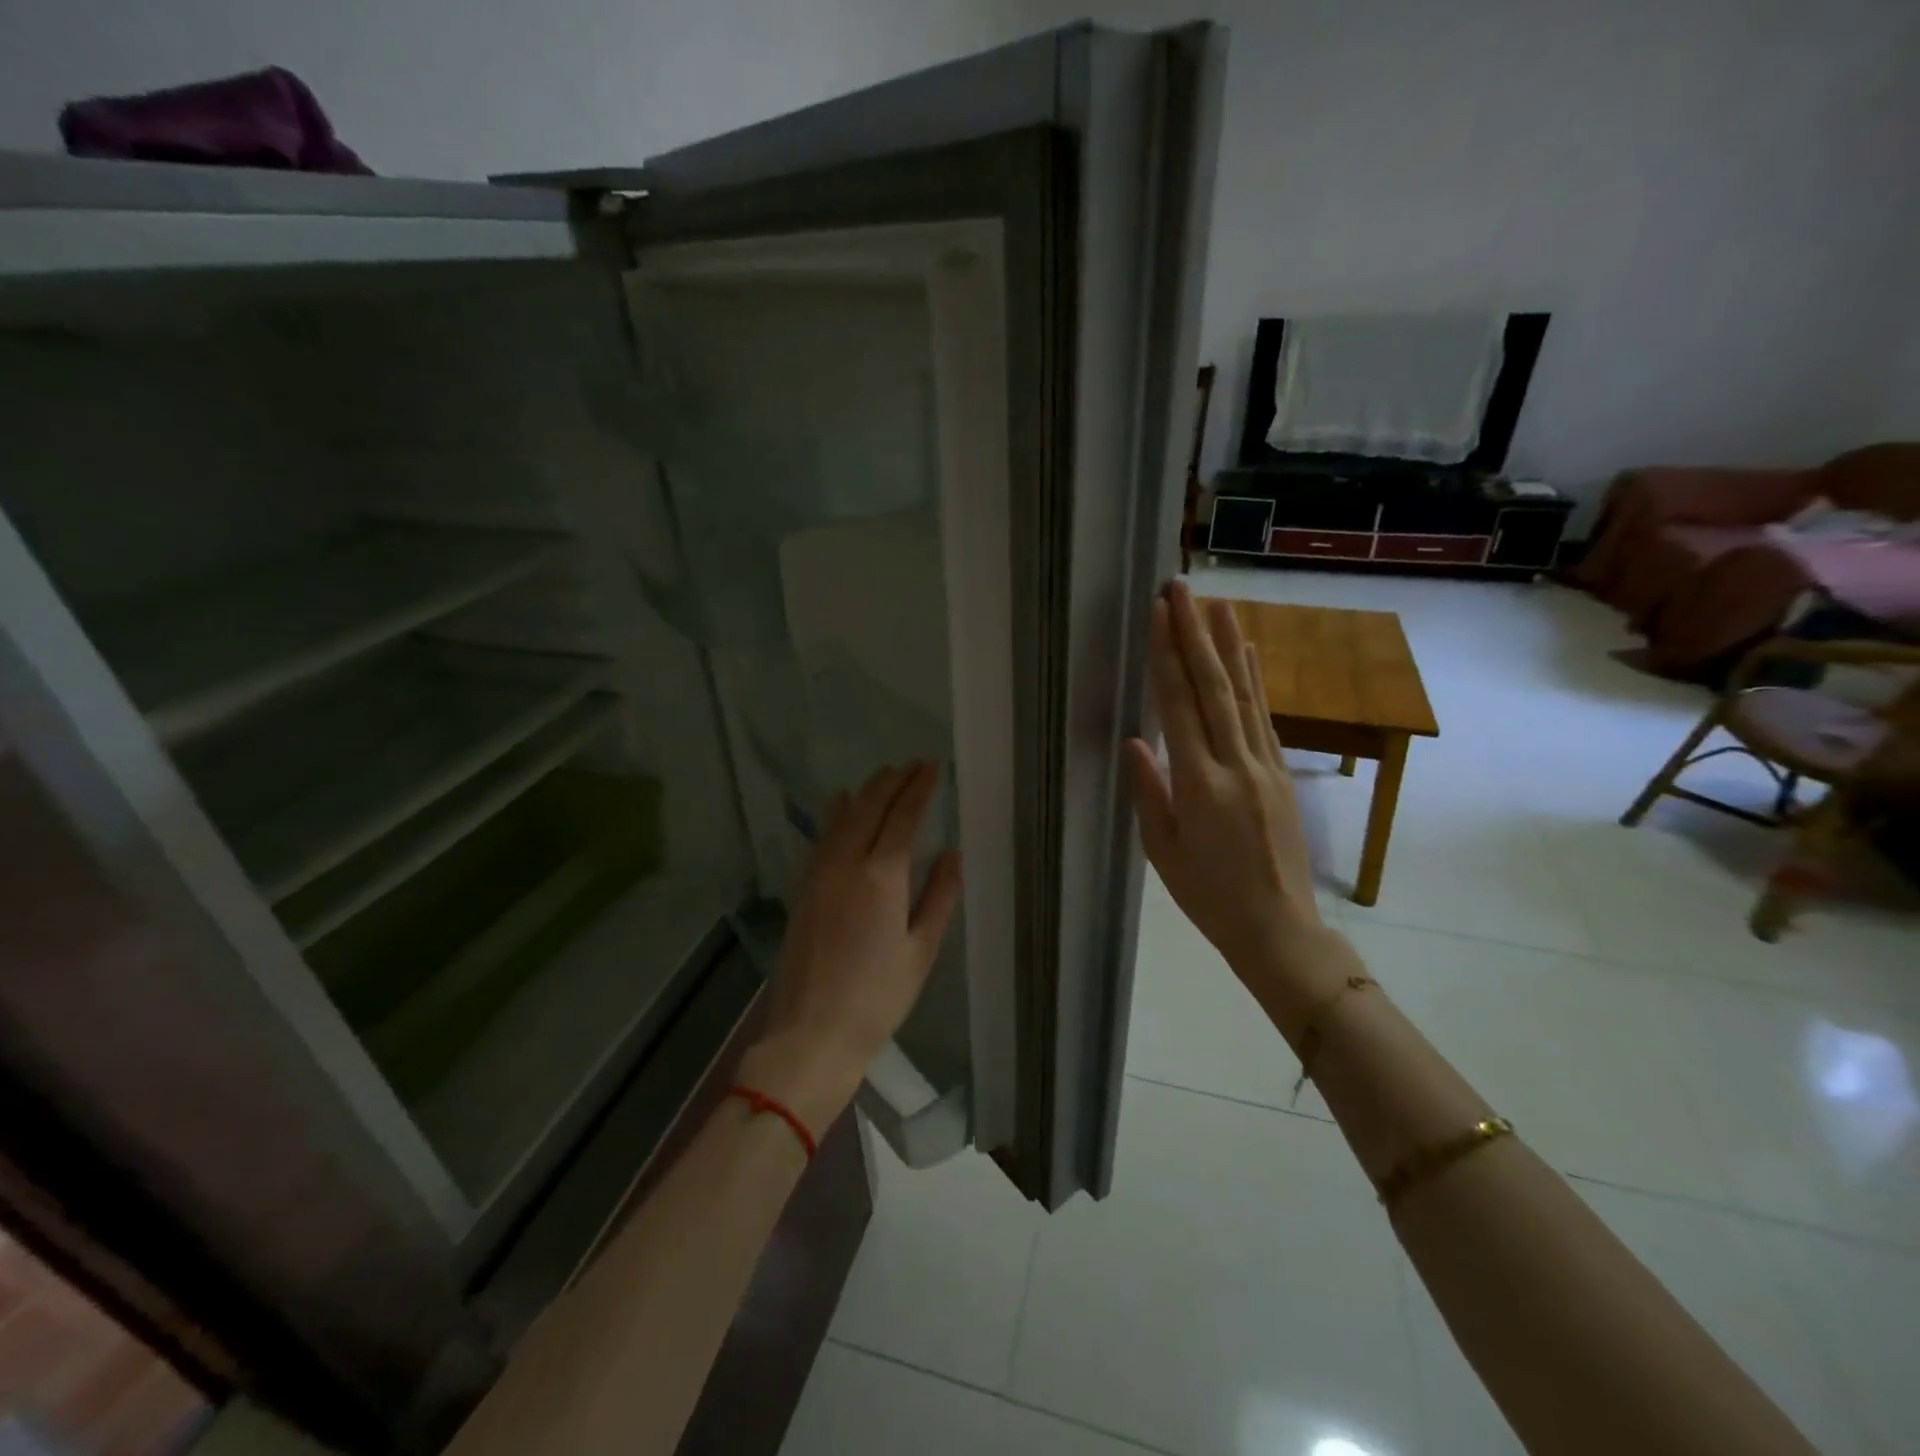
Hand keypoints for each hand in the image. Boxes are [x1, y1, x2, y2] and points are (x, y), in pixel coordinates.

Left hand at [741, 761, 963, 1133]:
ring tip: (882, 775)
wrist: (812, 1032)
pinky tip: (839, 805)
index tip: (932, 767)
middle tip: (912, 764)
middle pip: (870, 807)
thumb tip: (952, 853)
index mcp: (881, 876)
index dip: (919, 788)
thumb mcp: (921, 950)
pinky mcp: (803, 889)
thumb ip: (939, 896)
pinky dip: (835, 814)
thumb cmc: (878, 997)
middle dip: (892, 781)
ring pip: (842, 817)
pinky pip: (821, 838)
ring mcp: (818, 874)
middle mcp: (846, 864)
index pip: (903, 816)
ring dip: (865, 791)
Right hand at [1124, 582, 1339, 1011]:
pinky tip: (1250, 653)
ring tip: (1219, 604)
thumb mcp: (1163, 850)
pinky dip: (1256, 680)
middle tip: (1182, 589)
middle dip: (1195, 634)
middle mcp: (1236, 763)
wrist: (1278, 927)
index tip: (1158, 615)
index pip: (1179, 706)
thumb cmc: (1208, 895)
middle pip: (1214, 686)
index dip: (1167, 656)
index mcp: (1199, 784)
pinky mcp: (1282, 773)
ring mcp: (1265, 765)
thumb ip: (1149, 790)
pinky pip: (1264, 716)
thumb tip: (1135, 740)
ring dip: (1230, 644)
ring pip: (1245, 694)